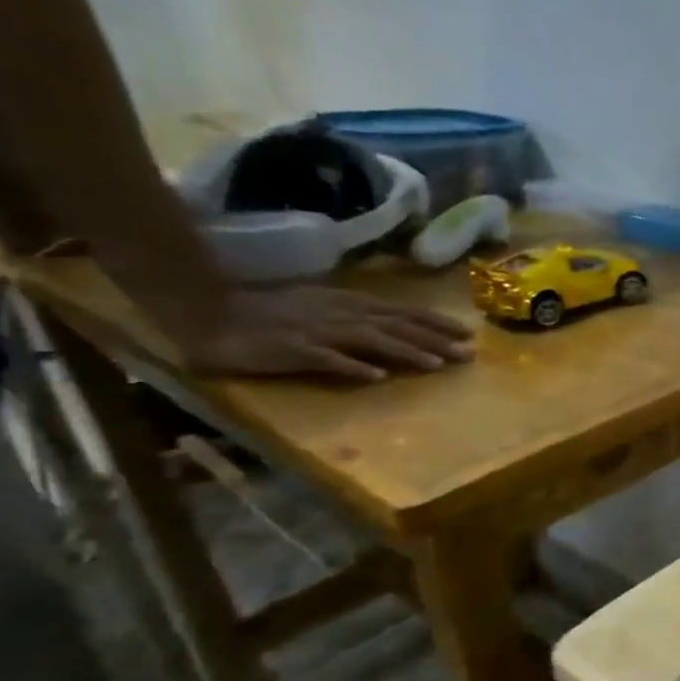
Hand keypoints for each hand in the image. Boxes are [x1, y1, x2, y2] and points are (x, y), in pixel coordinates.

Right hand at [181, 286, 474, 381]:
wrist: (211, 313)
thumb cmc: (272, 314)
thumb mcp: (325, 308)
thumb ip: (361, 318)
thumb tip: (400, 330)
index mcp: (349, 304)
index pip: (403, 312)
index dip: (436, 322)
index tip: (468, 333)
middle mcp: (340, 314)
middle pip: (397, 326)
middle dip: (435, 339)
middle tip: (468, 352)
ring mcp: (317, 330)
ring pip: (371, 339)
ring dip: (406, 351)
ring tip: (437, 364)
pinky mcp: (293, 349)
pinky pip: (326, 359)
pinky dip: (352, 366)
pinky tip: (376, 376)